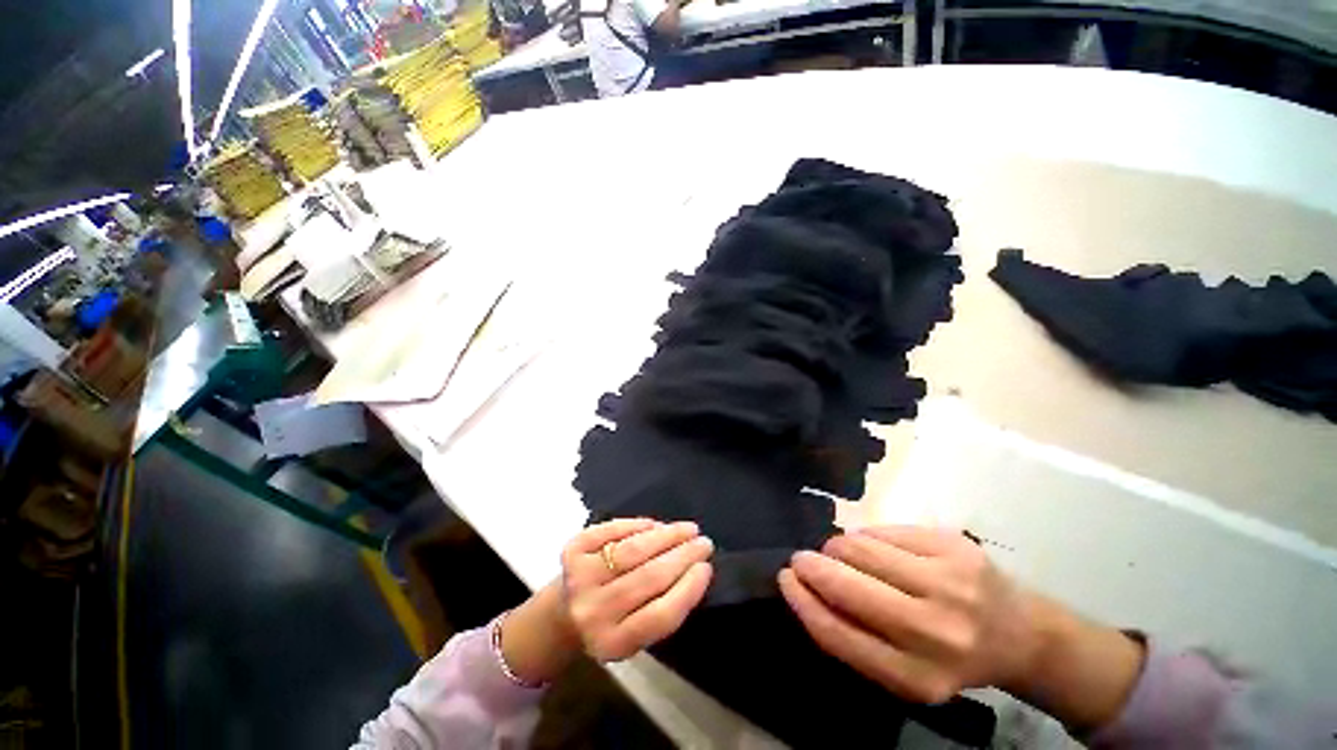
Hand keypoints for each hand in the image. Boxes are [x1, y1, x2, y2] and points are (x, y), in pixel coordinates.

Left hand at [561, 518, 713, 661]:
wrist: (563, 612)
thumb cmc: (612, 620)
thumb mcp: (637, 631)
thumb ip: (664, 608)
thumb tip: (695, 565)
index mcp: (614, 644)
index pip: (660, 615)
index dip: (688, 589)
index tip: (706, 567)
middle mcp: (593, 613)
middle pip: (648, 578)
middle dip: (682, 555)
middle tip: (703, 542)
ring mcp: (579, 579)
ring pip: (632, 550)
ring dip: (666, 535)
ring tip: (686, 529)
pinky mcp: (572, 550)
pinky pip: (614, 530)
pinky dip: (638, 525)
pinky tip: (655, 525)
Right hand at [778, 526, 1039, 703]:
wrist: (1019, 633)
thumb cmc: (948, 655)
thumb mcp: (902, 670)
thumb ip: (853, 637)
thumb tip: (804, 586)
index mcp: (917, 677)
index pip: (838, 633)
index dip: (803, 601)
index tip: (785, 579)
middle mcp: (935, 632)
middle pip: (846, 585)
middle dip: (812, 566)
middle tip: (801, 559)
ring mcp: (949, 583)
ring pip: (860, 548)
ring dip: (839, 549)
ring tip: (843, 555)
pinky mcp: (954, 545)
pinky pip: (884, 531)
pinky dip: (867, 537)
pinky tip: (875, 548)